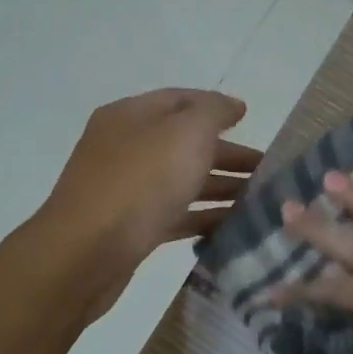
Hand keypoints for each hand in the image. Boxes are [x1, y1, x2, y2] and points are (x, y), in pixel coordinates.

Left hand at [39, 88, 259, 320]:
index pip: (180, 99)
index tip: (251, 120)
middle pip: (184, 143)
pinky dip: (204, 217)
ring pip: (182, 181)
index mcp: (131, 116)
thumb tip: (232, 105)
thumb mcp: (186, 133)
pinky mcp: (132, 228)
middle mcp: (125, 147)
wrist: (86, 254)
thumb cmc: (140, 182)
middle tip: (266, 170)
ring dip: (221, 187)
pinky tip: (233, 226)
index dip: (217, 106)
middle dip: (227, 154)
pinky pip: (176, 215)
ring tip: (259, 200)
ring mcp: (126, 190)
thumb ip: (214, 112)